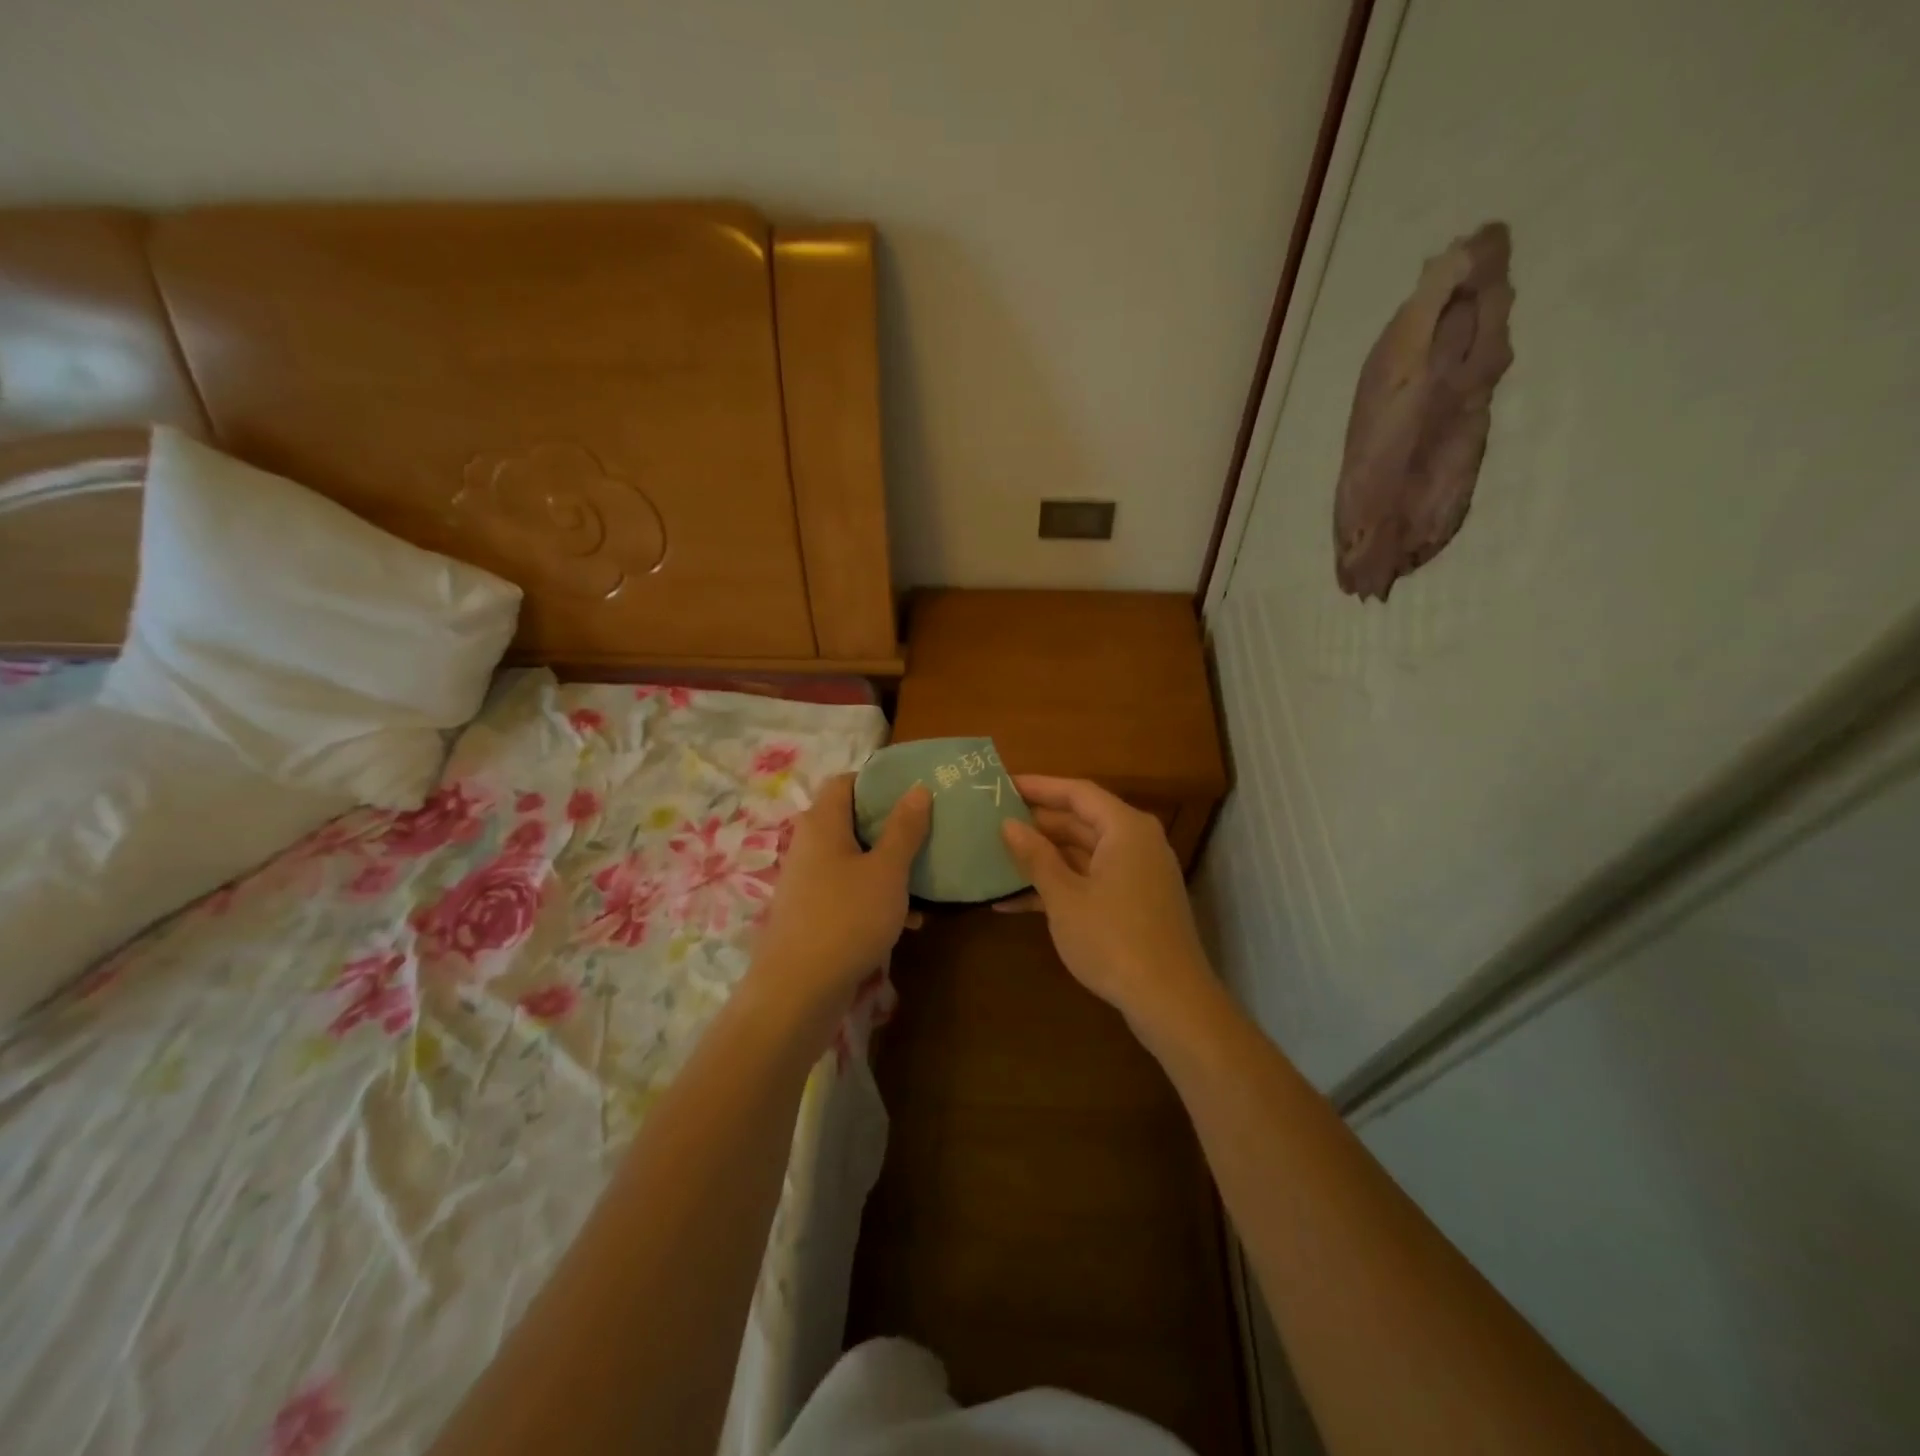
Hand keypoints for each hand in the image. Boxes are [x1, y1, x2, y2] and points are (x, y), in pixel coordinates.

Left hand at [753, 775, 930, 1016]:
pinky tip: (910, 920)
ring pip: (856, 859)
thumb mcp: (887, 870)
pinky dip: (877, 896)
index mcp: (823, 822)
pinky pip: (850, 891)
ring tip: (928, 879)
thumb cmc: (847, 917)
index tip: (916, 792)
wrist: (798, 991)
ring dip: (890, 866)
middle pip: (853, 820)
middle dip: (893, 827)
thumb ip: (904, 828)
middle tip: (930, 833)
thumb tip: (917, 789)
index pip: (847, 782)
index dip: (880, 783)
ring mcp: (809, 880)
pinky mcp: (813, 912)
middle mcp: (810, 845)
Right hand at [999, 776, 1213, 1034]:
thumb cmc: (1114, 939)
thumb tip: (1008, 824)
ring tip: (996, 857)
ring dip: (1043, 858)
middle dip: (1037, 824)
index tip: (1002, 785)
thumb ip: (1035, 856)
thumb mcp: (1065, 897)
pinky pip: (1091, 881)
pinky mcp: (1133, 903)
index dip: (1039, 786)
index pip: (1077, 792)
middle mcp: (1135, 843)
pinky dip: (1059, 887)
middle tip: (992, 821)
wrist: (1170, 1002)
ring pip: (1083, 854)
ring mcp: (1136, 875)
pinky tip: (1013, 902)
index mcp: (1125, 829)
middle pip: (1081, 821)